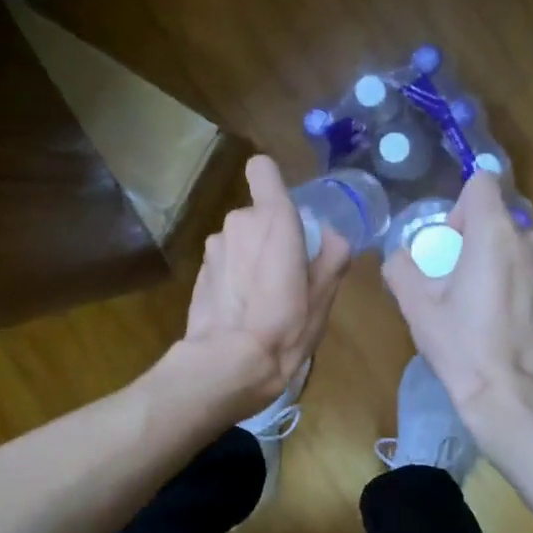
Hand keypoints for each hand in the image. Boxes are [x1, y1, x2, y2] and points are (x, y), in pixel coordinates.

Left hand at [181, 155, 351, 406]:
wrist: (228, 362)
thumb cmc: (285, 325)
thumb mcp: (324, 293)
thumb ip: (333, 254)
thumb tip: (331, 235)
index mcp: (273, 218)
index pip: (262, 169)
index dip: (273, 182)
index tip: (287, 210)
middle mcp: (238, 222)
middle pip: (257, 214)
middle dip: (270, 235)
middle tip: (288, 273)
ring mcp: (214, 247)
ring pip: (239, 240)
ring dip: (250, 257)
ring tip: (264, 296)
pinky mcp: (199, 272)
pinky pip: (225, 262)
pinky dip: (234, 276)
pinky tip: (242, 309)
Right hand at [384, 172, 532, 443]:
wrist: (520, 400)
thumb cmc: (465, 348)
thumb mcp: (417, 309)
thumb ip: (401, 269)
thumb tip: (400, 258)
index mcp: (496, 234)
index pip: (482, 183)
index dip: (459, 206)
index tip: (448, 242)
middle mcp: (532, 241)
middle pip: (499, 218)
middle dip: (475, 239)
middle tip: (455, 280)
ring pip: (518, 247)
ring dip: (497, 263)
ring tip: (478, 305)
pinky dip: (516, 285)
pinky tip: (502, 324)